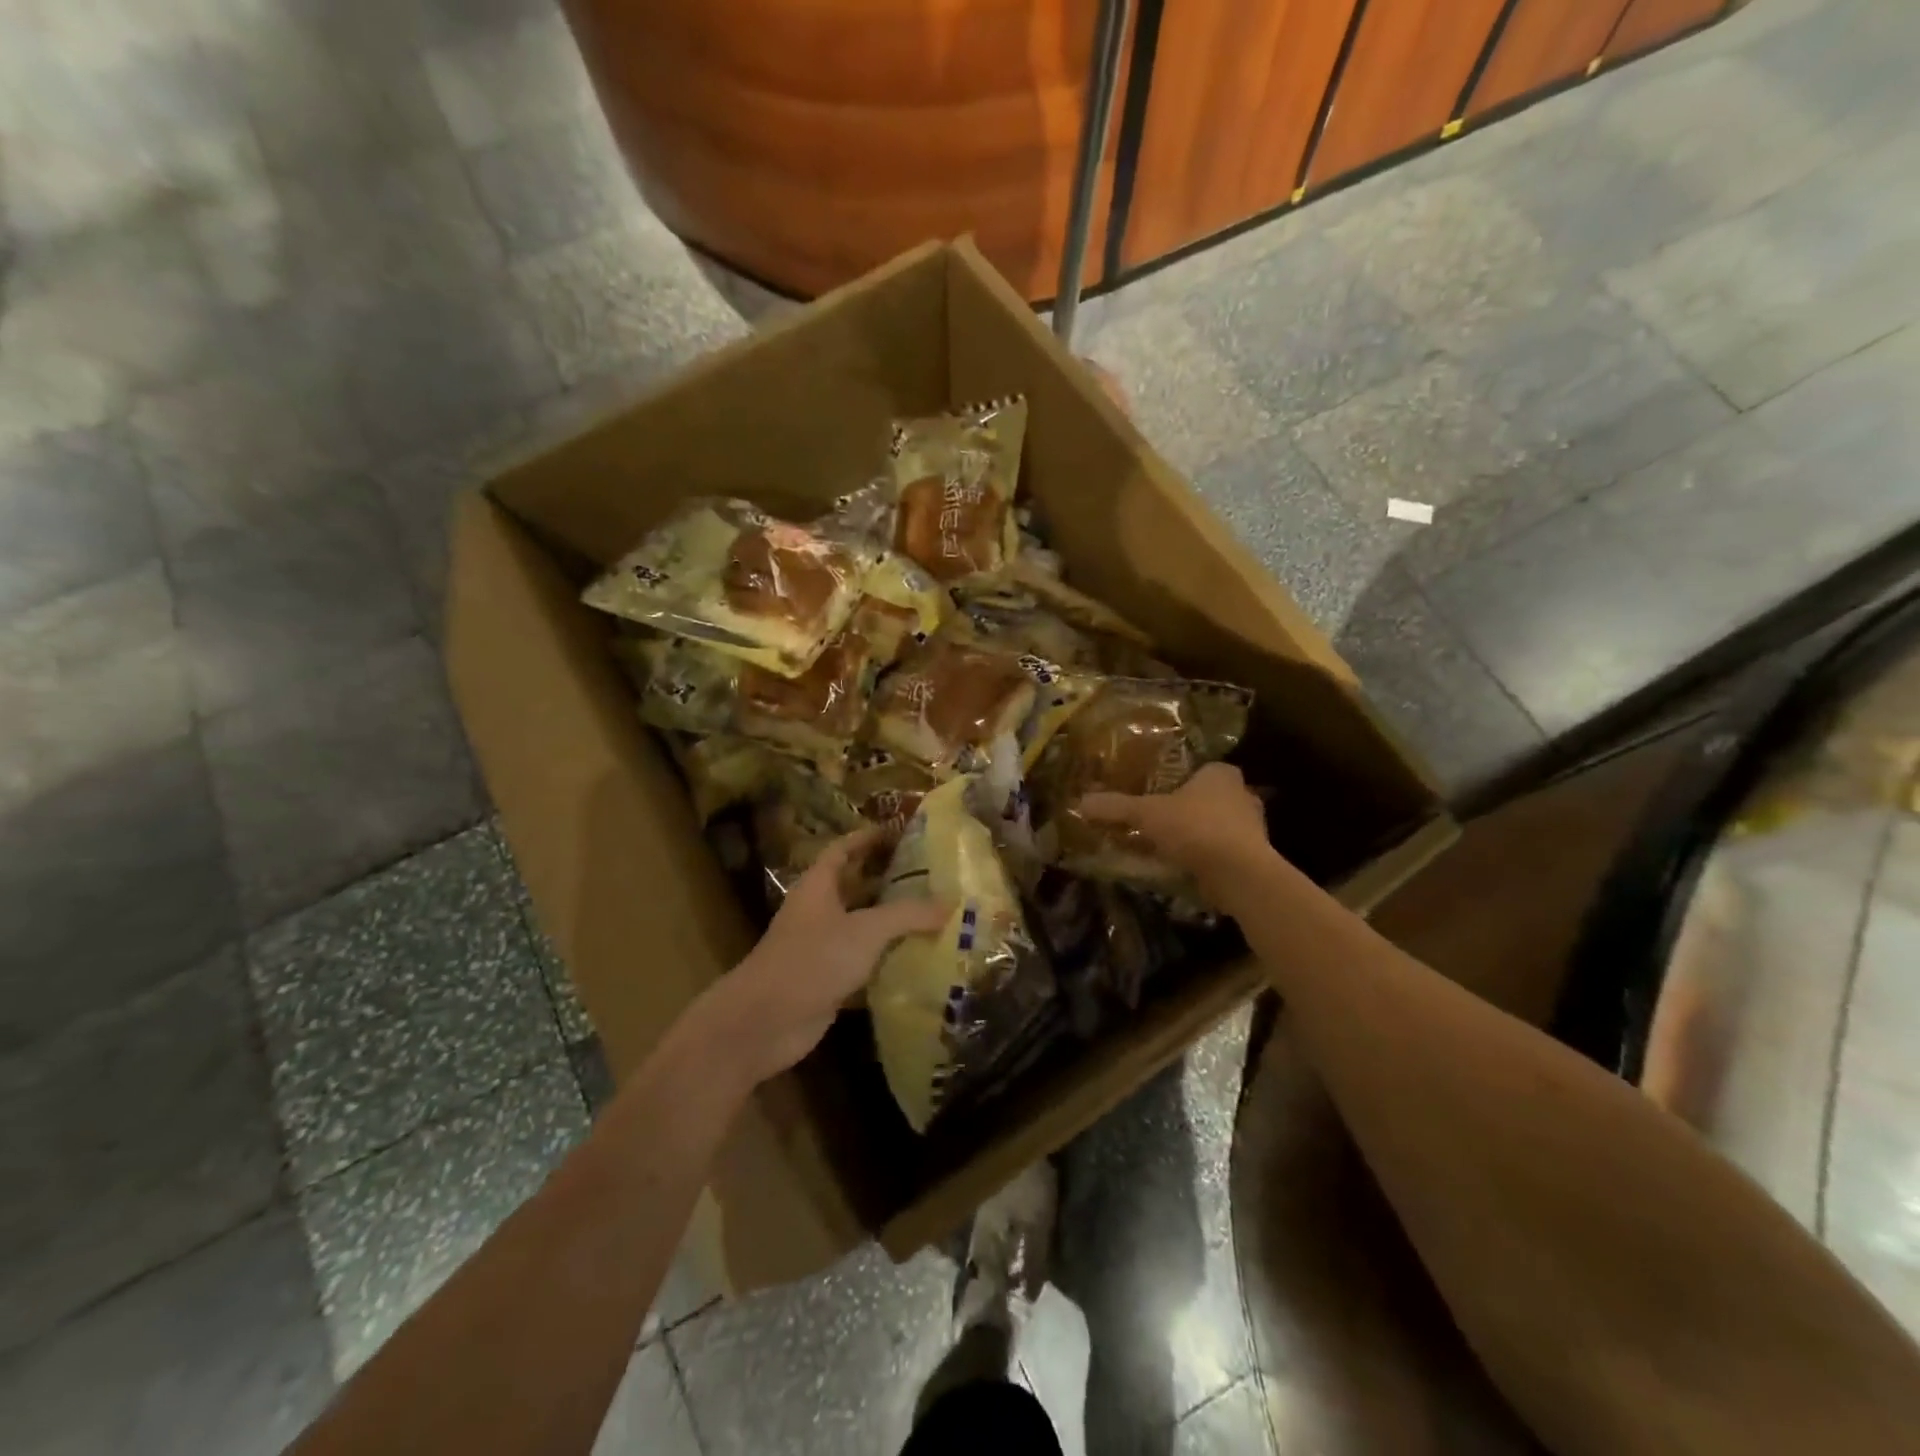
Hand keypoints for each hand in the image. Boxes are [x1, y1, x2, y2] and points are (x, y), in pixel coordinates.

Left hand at [704, 827, 948, 1085]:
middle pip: (855, 886)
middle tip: (930, 874)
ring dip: (891, 921)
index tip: (900, 831)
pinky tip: (919, 958)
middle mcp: (818, 911)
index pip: (844, 850)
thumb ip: (908, 914)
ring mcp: (821, 947)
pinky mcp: (828, 980)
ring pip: (861, 926)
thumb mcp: (866, 930)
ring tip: (933, 912)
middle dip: (888, 879)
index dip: (869, 838)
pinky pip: (863, 962)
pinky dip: (887, 959)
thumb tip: (950, 903)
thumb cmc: (813, 960)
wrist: (765, 1022)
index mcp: (819, 886)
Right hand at [1077, 763, 1271, 892]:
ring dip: (1194, 836)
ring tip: (1165, 847)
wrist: (1239, 874)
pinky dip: (1204, 858)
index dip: (1176, 781)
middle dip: (1184, 811)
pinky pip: (1222, 852)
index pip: (1197, 770)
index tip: (1154, 795)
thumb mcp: (1147, 814)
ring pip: (1215, 827)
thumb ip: (1116, 807)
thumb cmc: (1195, 829)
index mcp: (1221, 774)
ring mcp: (1253, 828)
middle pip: (1206, 799)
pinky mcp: (1253, 857)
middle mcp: (1242, 795)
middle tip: (1156, 821)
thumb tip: (1081, 802)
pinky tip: (1183, 868)